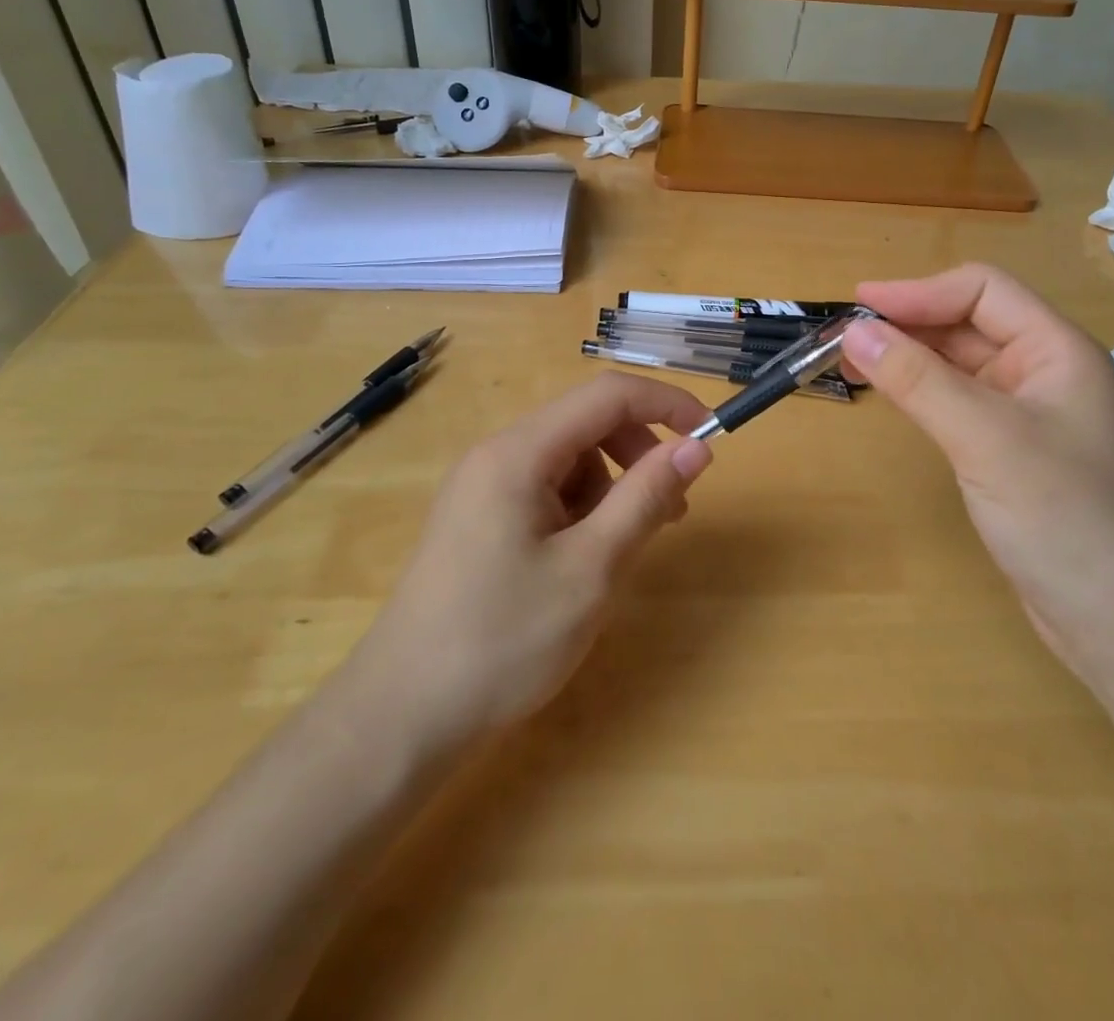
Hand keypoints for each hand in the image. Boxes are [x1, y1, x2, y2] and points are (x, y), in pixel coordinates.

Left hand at [341, 374, 713, 748]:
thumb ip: (646, 498)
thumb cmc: (503, 641)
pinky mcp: (479, 518)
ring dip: (611, 488)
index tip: (711, 437)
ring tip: (619, 551)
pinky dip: (581, 511)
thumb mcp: (591, 569)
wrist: (402, 718)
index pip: (608, 396)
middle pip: (587, 423)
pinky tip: (582, 562)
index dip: (667, 404)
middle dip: (639, 454)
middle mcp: (497, 454)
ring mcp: (483, 487)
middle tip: (672, 513)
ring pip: (569, 459)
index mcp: (519, 452)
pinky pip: (546, 489)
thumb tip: (697, 447)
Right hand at [843, 264, 1113, 684]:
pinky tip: (895, 400)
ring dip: (911, 358)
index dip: (919, 291)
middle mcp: (1046, 373)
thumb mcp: (986, 439)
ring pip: (962, 365)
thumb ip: (918, 380)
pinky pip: (961, 403)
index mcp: (1058, 351)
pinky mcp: (1014, 454)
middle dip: (909, 323)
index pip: (983, 291)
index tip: (858, 306)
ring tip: (856, 364)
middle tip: (845, 339)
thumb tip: (854, 331)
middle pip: (970, 324)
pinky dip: (923, 393)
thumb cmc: (1065, 517)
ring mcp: (1031, 416)